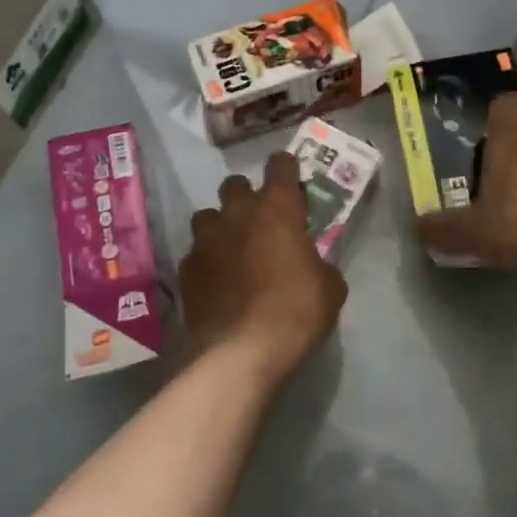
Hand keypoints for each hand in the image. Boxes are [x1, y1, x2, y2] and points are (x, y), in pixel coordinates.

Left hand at [180, 152, 346, 377]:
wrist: (243, 350)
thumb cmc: (297, 310)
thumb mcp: (330, 287)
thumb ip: (320, 263)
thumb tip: (312, 265)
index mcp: (277, 208)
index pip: (280, 166)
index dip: (286, 169)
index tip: (291, 180)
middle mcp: (237, 213)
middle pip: (235, 184)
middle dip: (247, 196)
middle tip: (260, 220)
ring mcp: (206, 239)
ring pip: (208, 216)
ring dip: (221, 226)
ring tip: (233, 249)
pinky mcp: (187, 268)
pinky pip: (196, 253)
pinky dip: (207, 261)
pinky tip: (217, 282)